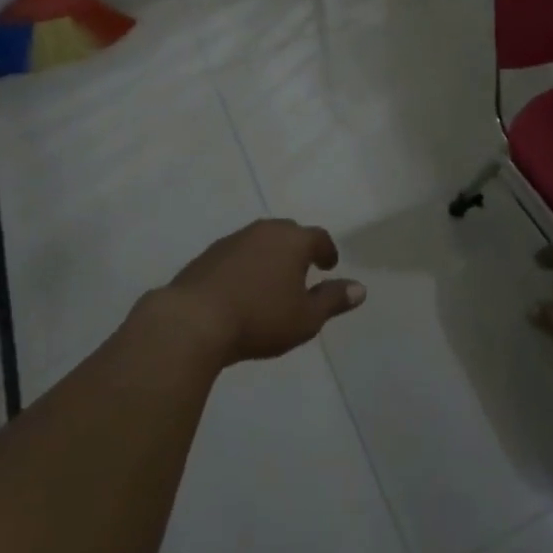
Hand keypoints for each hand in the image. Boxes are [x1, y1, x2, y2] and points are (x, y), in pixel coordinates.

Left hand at [163, 219, 363, 365]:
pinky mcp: (207, 255)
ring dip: (270, 256)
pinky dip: (245, 265)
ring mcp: (232, 240)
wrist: (193, 321)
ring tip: (272, 280)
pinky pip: (237, 254)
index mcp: (292, 241)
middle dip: (298, 248)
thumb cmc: (259, 318)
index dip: (327, 251)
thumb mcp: (306, 318)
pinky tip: (242, 288)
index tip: (329, 265)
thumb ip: (333, 300)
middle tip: (303, 269)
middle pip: (288, 233)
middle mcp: (264, 231)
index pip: (318, 237)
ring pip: (260, 241)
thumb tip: (360, 288)